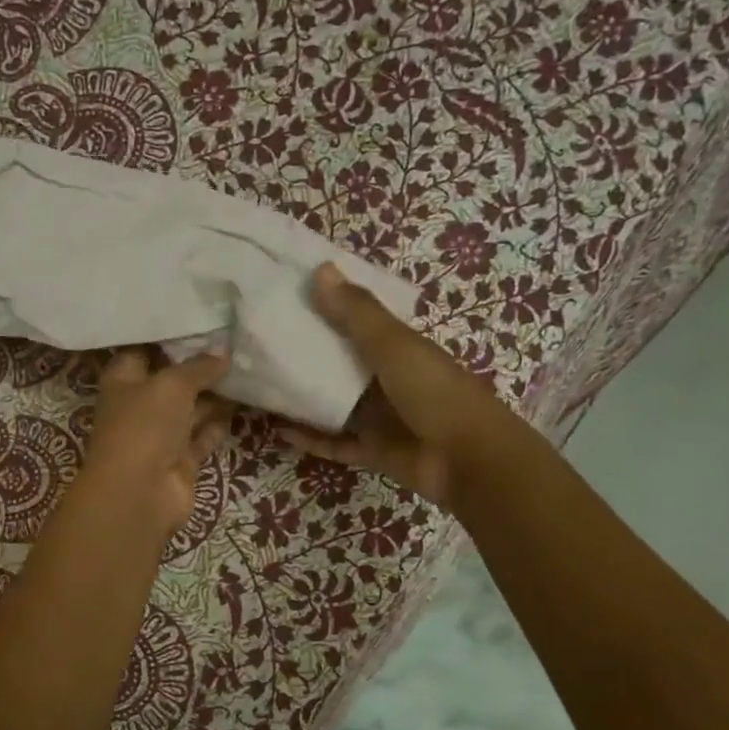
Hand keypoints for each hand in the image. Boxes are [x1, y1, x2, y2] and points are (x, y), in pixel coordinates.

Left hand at [82, 348, 232, 535]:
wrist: (139, 493)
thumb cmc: (144, 426)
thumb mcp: (172, 384)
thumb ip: (199, 367)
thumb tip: (223, 353)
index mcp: (123, 381)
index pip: (143, 351)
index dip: (168, 338)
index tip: (200, 321)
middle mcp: (140, 406)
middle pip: (171, 381)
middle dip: (199, 365)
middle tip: (235, 343)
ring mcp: (160, 435)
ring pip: (190, 408)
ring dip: (215, 394)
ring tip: (246, 368)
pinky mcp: (181, 460)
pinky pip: (203, 435)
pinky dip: (219, 422)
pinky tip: (244, 402)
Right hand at [280, 263, 514, 510]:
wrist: (468, 460)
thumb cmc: (434, 392)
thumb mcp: (394, 346)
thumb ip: (357, 313)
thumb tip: (320, 268)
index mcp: (398, 348)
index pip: (358, 322)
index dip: (328, 308)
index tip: (288, 297)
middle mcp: (386, 380)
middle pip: (340, 364)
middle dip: (306, 355)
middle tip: (261, 343)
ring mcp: (379, 418)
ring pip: (333, 404)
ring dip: (302, 398)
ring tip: (261, 386)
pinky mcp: (371, 451)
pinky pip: (333, 442)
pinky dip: (309, 438)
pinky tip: (277, 430)